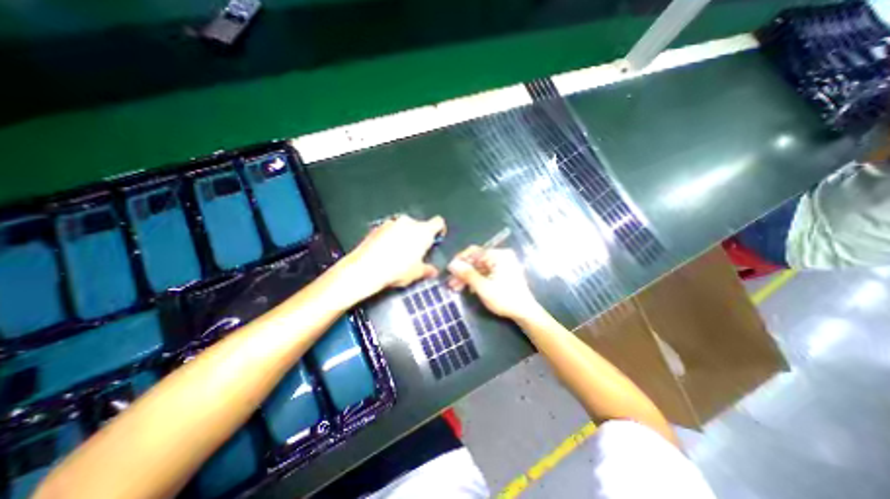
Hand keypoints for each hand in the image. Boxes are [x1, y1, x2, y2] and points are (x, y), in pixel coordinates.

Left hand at [338, 213, 443, 296]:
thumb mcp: (416, 273)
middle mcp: (408, 222)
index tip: (436, 239)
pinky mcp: (377, 227)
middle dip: (418, 237)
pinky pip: (389, 230)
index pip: (438, 222)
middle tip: (415, 252)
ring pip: (403, 227)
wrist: (365, 269)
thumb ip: (428, 269)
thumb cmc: (396, 270)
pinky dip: (390, 238)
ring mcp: (391, 223)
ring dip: (403, 236)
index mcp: (423, 231)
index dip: (439, 230)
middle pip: (419, 226)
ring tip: (398, 254)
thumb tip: (433, 271)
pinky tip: (385, 252)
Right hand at [448, 244, 538, 319]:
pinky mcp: (503, 273)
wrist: (525, 312)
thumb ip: (467, 274)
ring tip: (455, 287)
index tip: (449, 270)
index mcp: (499, 255)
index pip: (474, 252)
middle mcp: (501, 256)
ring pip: (479, 268)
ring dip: (467, 277)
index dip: (460, 260)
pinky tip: (468, 289)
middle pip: (476, 260)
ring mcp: (502, 265)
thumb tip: (451, 264)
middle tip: (450, 282)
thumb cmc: (505, 298)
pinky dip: (476, 279)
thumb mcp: (483, 287)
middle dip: (463, 272)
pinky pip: (485, 273)